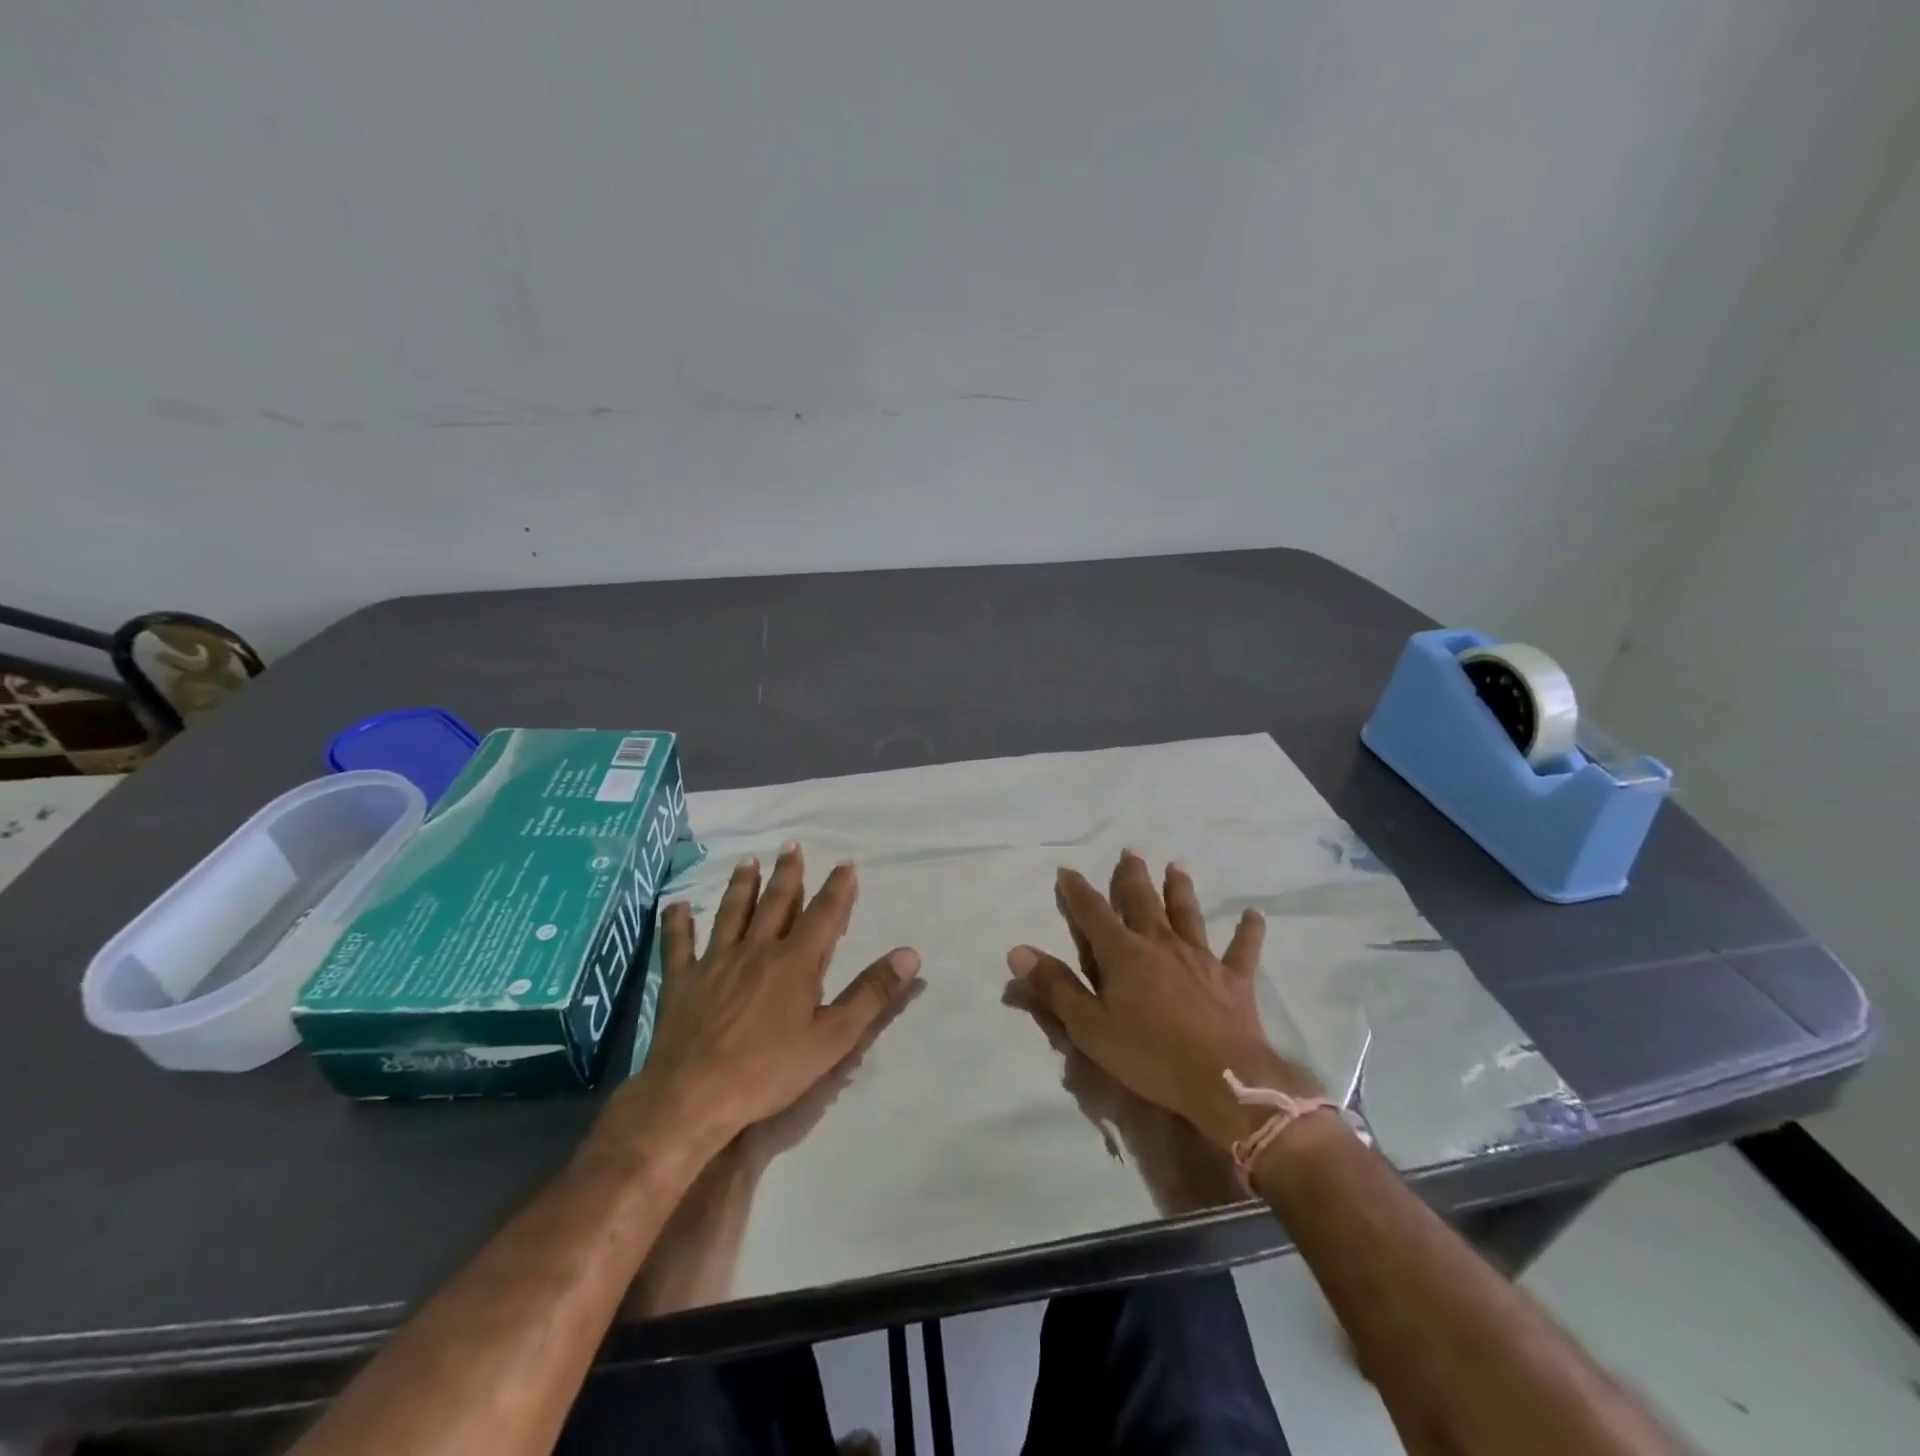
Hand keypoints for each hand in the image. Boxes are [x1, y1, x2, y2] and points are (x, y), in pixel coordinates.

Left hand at [603, 844, 919, 1155]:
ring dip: (742, 886)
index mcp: (795, 962)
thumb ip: (872, 994)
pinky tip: (676, 906)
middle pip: (776, 902)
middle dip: (788, 873)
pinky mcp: (681, 980)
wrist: (693, 1095)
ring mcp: (715, 962)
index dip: (838, 889)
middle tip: (792, 846)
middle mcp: (756, 950)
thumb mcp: (833, 1038)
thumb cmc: (769, 1070)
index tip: (846, 864)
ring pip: (732, 913)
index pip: (823, 915)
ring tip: (747, 862)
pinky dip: (677, 923)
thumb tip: (909, 954)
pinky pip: (678, 944)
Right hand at [1007, 851, 1320, 1151]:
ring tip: (1176, 866)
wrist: (1223, 1079)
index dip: (1077, 891)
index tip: (1067, 869)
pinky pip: (1243, 949)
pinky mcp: (1234, 979)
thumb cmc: (1149, 1055)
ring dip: (1180, 889)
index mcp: (1123, 954)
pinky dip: (1249, 931)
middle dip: (1132, 876)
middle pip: (1143, 901)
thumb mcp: (1089, 1027)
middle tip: (1130, 852)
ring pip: (1187, 914)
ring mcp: (1200, 958)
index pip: (1093, 913)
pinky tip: (1255, 914)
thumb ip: (1055, 986)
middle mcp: (1160, 944)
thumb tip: (1018, 950)